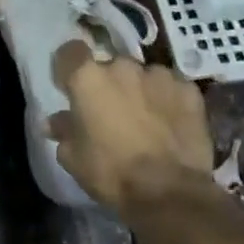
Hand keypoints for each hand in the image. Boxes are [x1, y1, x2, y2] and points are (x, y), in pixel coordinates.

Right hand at [47, 43, 214, 218]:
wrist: (169, 191)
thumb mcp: (73, 157)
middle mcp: (122, 67)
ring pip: (142, 76)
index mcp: (88, 78)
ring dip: (139, 91)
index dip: (68, 67)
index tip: (70, 87)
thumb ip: (63, 130)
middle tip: (110, 113)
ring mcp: (159, 75)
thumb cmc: (111, 172)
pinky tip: (170, 125)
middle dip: (108, 84)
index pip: (70, 52)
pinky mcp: (188, 90)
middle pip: (109, 66)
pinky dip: (167, 101)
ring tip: (144, 121)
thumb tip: (55, 121)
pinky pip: (171, 89)